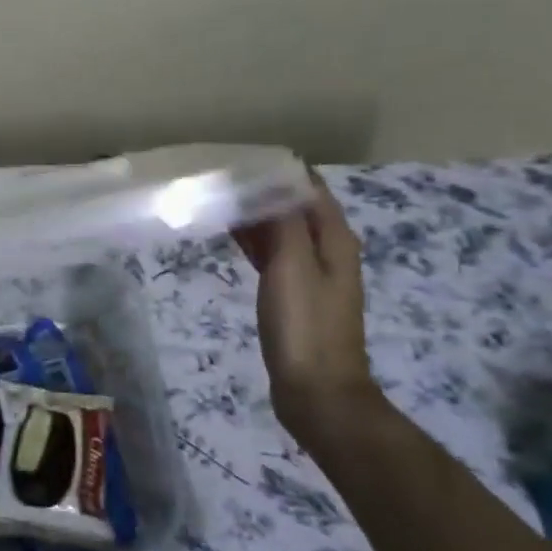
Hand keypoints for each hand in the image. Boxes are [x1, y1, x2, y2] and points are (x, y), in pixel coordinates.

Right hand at [232, 172, 378, 437]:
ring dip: (255, 214)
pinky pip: (273, 254)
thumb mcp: (293, 264)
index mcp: (334, 239)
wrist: (316, 392)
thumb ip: (284, 220)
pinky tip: (229, 234)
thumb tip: (273, 180)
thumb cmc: (304, 325)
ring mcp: (310, 274)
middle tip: (219, 176)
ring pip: (281, 230)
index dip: (279, 170)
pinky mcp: (293, 295)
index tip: (240, 158)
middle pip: (294, 207)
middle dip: (262, 189)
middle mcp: (326, 250)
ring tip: (217, 198)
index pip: (309, 188)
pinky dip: (254, 240)